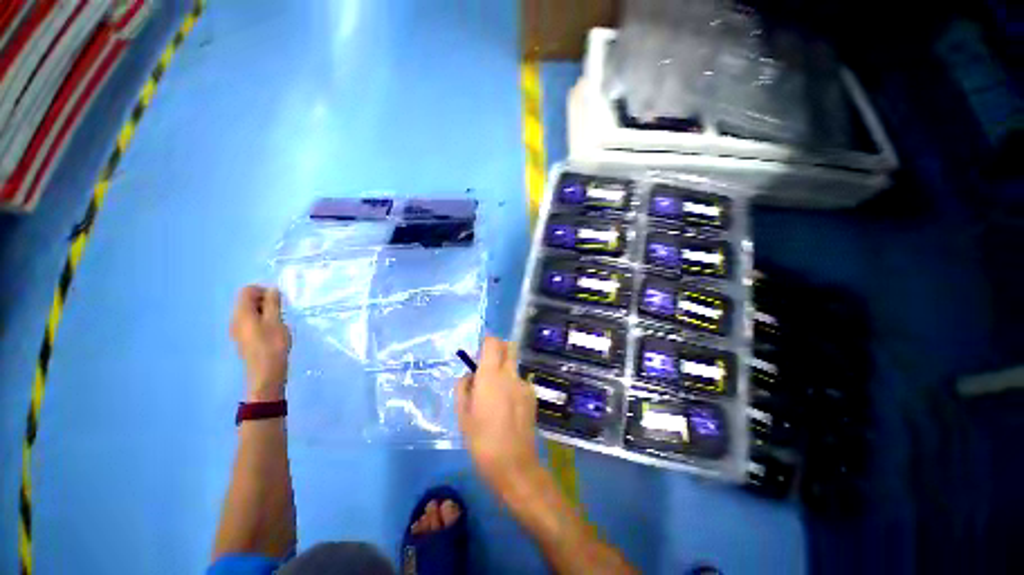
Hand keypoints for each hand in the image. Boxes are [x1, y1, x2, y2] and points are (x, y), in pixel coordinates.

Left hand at [230, 285, 291, 401]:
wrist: (265, 373)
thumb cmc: (272, 345)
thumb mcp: (276, 321)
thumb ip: (273, 303)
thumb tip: (272, 289)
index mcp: (241, 313)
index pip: (247, 291)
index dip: (263, 290)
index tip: (279, 300)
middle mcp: (235, 319)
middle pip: (246, 301)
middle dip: (265, 301)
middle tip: (281, 311)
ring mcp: (237, 330)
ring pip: (249, 312)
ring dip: (265, 312)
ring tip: (279, 321)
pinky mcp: (243, 339)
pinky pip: (250, 322)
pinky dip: (262, 321)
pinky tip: (273, 331)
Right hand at [456, 337, 540, 492]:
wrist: (513, 463)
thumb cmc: (481, 440)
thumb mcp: (462, 414)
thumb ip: (463, 388)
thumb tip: (470, 375)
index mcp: (490, 375)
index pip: (492, 342)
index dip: (486, 341)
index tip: (479, 351)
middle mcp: (510, 374)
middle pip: (509, 347)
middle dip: (499, 348)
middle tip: (488, 365)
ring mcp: (524, 384)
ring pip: (514, 365)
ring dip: (505, 370)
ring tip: (496, 396)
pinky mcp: (533, 395)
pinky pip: (520, 381)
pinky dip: (513, 385)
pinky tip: (508, 408)